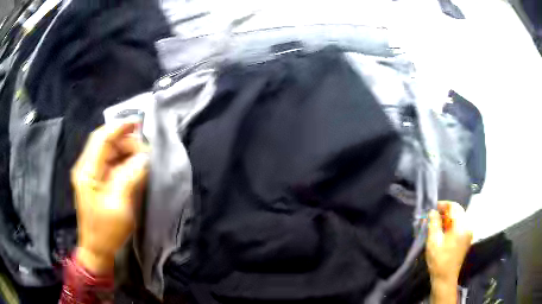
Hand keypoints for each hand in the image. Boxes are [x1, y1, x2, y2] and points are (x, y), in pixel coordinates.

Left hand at [71, 123, 148, 273]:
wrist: (97, 250)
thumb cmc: (106, 231)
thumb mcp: (120, 205)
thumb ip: (130, 177)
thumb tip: (143, 158)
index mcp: (87, 171)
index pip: (102, 139)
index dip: (119, 127)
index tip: (138, 123)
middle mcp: (86, 168)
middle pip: (105, 143)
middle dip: (126, 142)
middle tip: (145, 152)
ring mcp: (90, 175)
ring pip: (108, 152)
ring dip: (125, 152)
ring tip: (142, 161)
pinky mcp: (96, 182)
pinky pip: (110, 164)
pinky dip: (123, 162)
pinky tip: (134, 169)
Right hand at [426, 201, 472, 303]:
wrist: (445, 278)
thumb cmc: (439, 260)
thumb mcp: (433, 242)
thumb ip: (434, 224)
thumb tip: (432, 211)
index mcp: (461, 226)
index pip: (454, 206)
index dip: (443, 205)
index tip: (432, 209)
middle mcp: (468, 226)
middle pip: (458, 211)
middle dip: (445, 211)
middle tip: (433, 217)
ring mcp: (469, 233)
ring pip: (459, 218)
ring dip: (449, 218)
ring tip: (437, 224)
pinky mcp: (467, 239)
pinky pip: (461, 225)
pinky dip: (452, 224)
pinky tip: (444, 231)